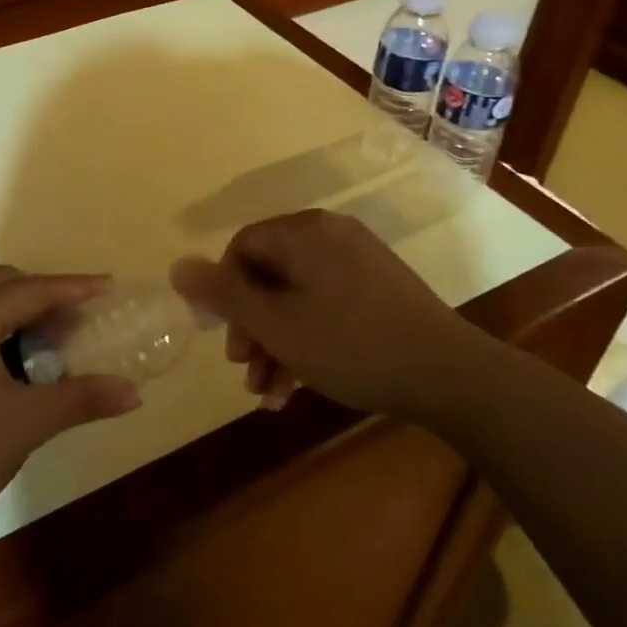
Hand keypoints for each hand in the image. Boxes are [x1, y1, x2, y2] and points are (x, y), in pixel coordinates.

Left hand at [0, 266, 141, 538]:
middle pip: (5, 285)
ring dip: (19, 313)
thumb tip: (134, 393)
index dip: (74, 288)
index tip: (109, 287)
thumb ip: (81, 399)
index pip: (34, 289)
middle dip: (46, 295)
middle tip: (79, 322)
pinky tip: (10, 367)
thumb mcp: (26, 424)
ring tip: (51, 345)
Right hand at [170, 209, 483, 417]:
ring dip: (277, 343)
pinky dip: (307, 340)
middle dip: (251, 327)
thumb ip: (224, 295)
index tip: (222, 336)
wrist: (450, 376)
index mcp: (304, 232)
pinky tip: (301, 386)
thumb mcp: (277, 325)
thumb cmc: (351, 345)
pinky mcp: (379, 290)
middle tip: (246, 369)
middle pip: (269, 275)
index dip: (223, 292)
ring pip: (297, 297)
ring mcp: (359, 262)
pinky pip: (326, 305)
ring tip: (269, 393)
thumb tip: (176, 265)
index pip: (242, 248)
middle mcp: (330, 236)